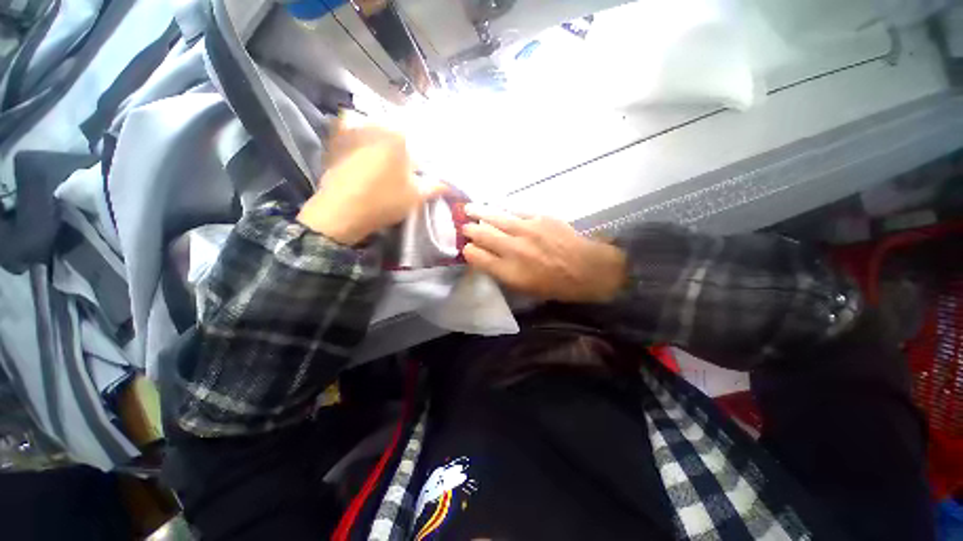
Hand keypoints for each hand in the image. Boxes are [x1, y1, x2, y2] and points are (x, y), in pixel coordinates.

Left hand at [297, 122, 446, 244]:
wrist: (340, 212)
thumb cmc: (384, 202)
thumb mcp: (415, 196)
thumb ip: (435, 187)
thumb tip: (451, 185)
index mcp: (399, 136)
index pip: (420, 139)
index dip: (423, 154)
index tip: (422, 168)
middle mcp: (376, 124)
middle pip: (397, 132)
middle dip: (403, 147)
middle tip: (404, 166)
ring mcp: (353, 129)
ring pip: (375, 129)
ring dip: (382, 140)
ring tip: (383, 160)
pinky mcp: (335, 138)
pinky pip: (352, 130)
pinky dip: (358, 136)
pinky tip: (361, 152)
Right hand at [462, 205, 626, 302]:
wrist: (586, 269)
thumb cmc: (555, 286)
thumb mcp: (524, 288)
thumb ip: (502, 273)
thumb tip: (488, 258)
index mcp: (508, 271)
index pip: (476, 256)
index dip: (468, 251)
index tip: (467, 249)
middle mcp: (512, 249)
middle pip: (481, 234)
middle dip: (469, 230)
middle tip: (464, 227)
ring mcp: (526, 230)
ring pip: (495, 217)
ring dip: (479, 212)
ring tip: (469, 209)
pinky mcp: (539, 218)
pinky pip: (515, 212)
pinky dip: (504, 212)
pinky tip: (499, 210)